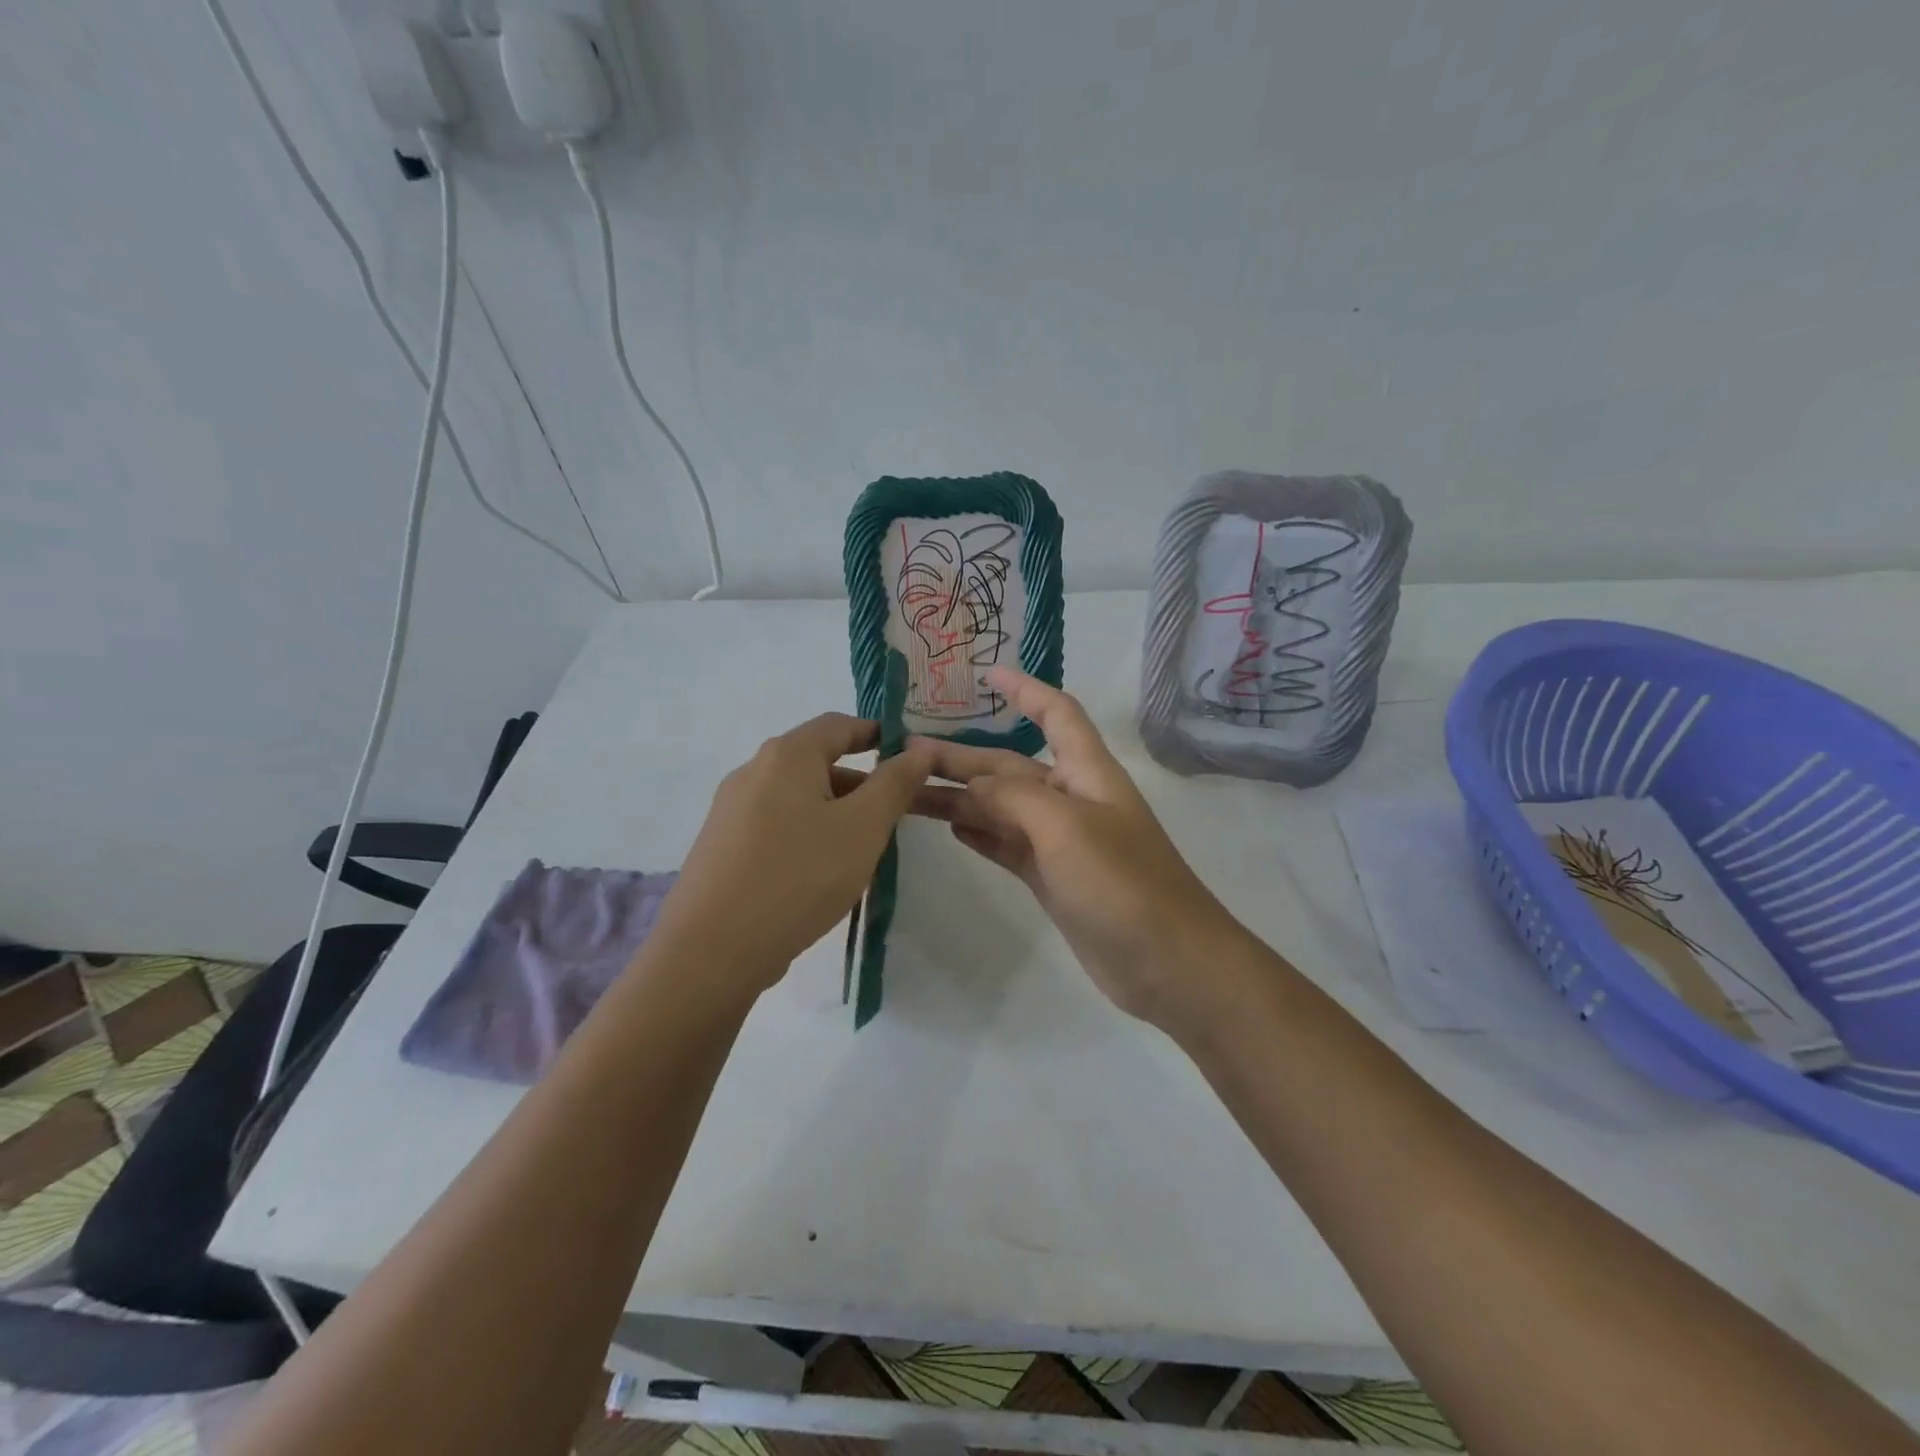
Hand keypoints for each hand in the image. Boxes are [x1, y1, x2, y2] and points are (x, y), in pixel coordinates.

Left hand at [649, 714, 939, 993]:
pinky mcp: (722, 846)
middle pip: (817, 761)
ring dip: (836, 811)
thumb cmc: (799, 877)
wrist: (711, 951)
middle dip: (861, 782)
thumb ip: (895, 784)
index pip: (839, 724)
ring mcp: (731, 810)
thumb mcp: (862, 828)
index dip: (878, 734)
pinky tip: (821, 873)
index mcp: (787, 755)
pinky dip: (808, 833)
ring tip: (864, 850)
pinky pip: (776, 824)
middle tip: (895, 815)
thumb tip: (919, 749)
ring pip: (797, 797)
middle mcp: (753, 771)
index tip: (910, 758)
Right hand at [923, 667, 1244, 1033]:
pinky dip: (980, 834)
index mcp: (1086, 772)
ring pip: (1000, 808)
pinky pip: (1007, 844)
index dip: (1025, 690)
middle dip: (961, 759)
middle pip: (1009, 766)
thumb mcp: (1065, 827)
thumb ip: (1012, 798)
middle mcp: (1072, 799)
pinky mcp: (1053, 879)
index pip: (1056, 714)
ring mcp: (1061, 842)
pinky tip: (949, 827)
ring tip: (908, 794)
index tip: (986, 675)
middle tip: (904, 758)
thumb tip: (970, 787)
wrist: (1168, 963)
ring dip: (958, 798)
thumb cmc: (1122, 883)